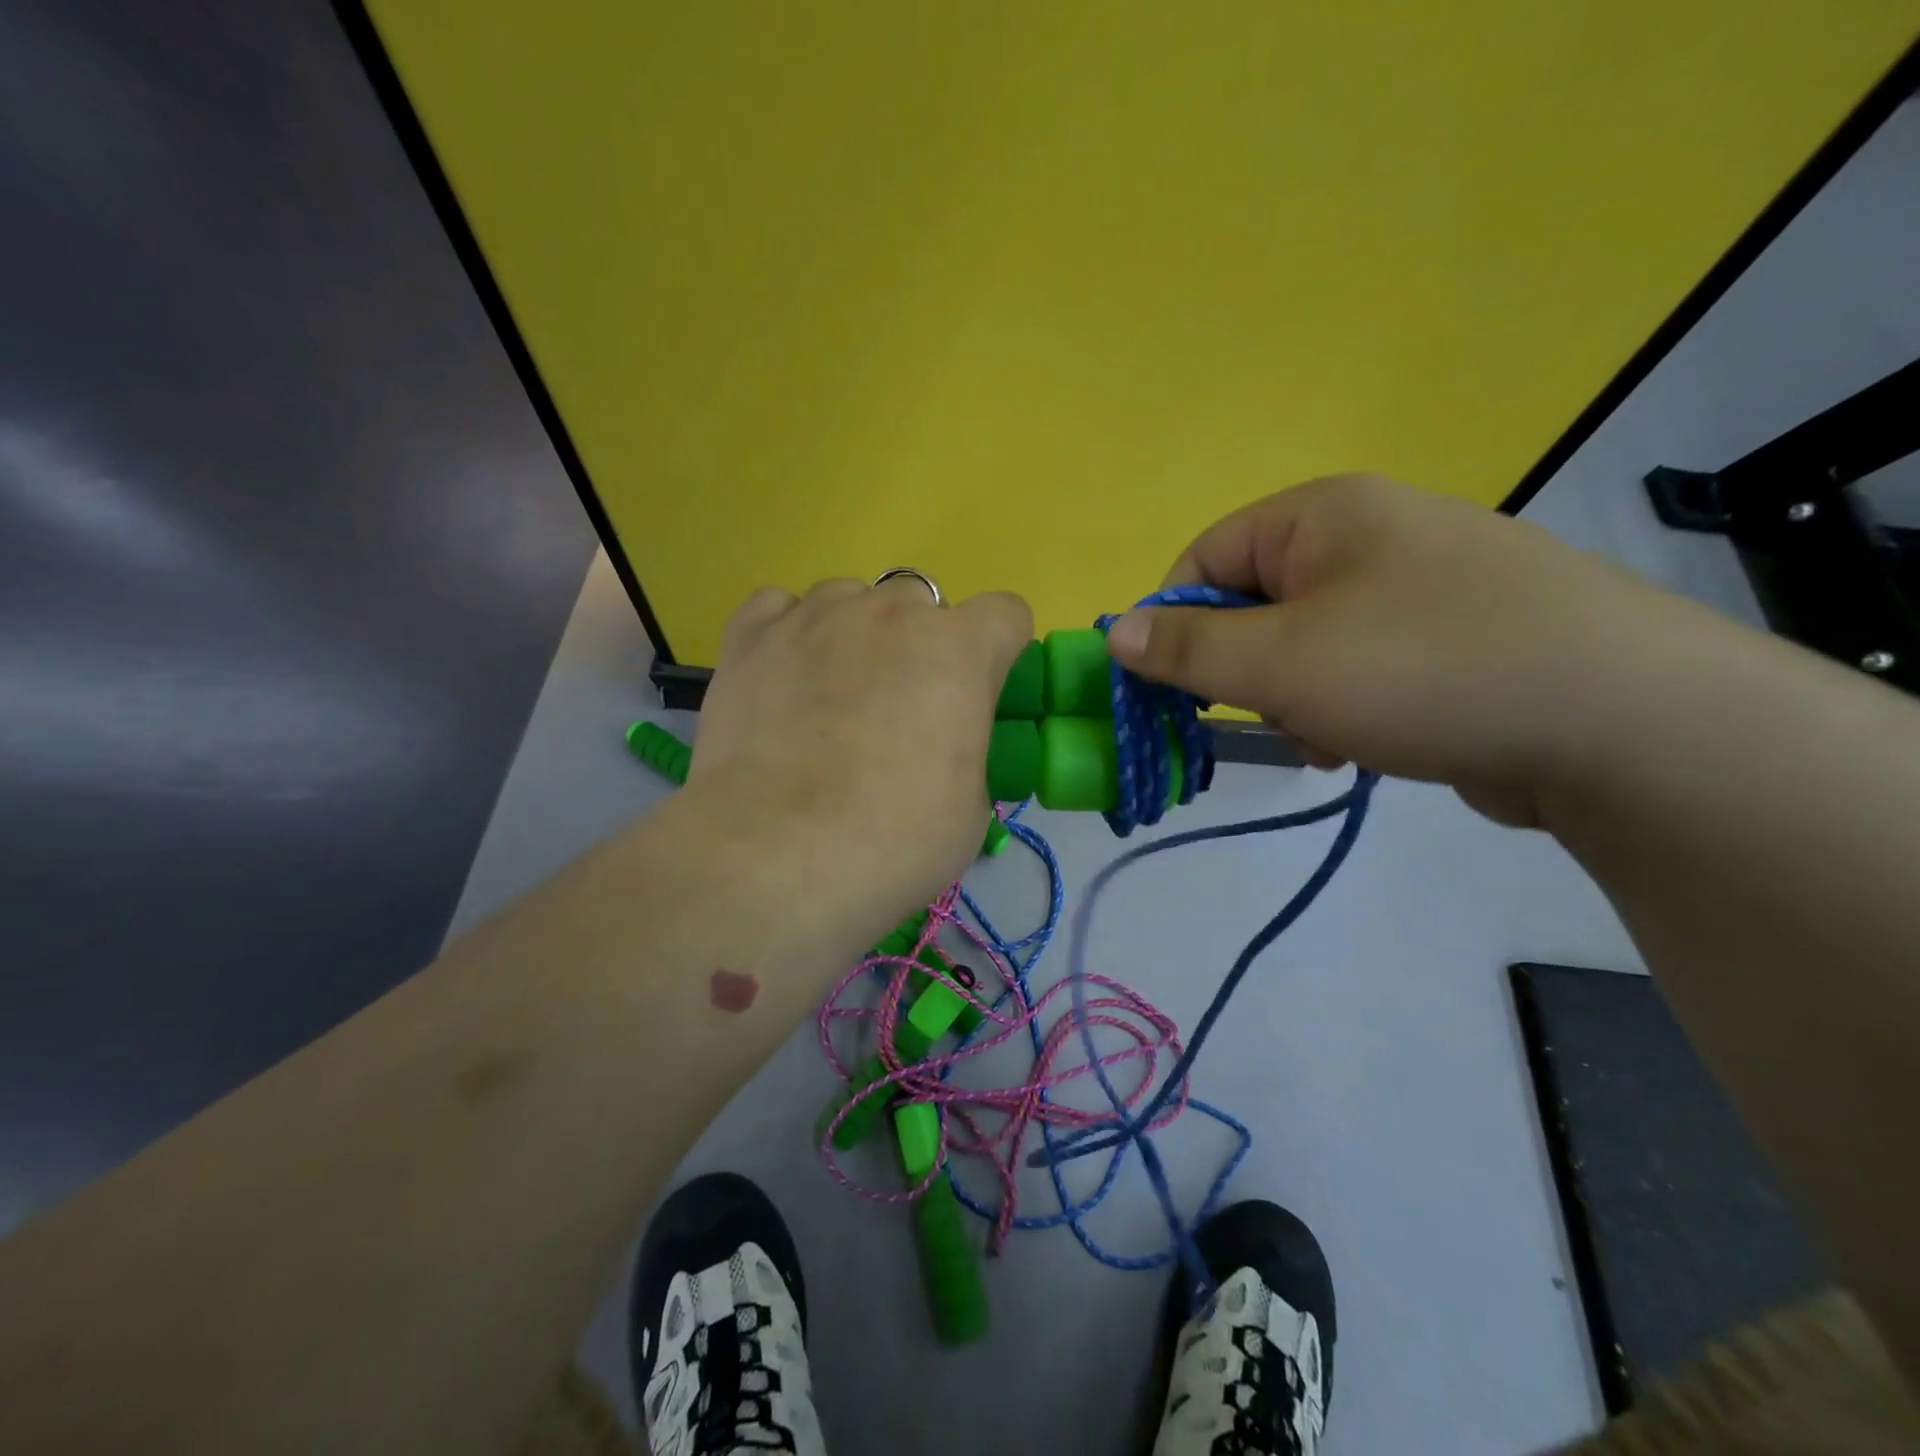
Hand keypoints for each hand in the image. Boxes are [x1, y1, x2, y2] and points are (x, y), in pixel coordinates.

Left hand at [686, 577, 1032, 952]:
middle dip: (920, 644)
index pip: (1005, 614)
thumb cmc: (893, 840)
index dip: (998, 652)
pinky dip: (790, 632)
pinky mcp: (752, 635)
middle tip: (900, 707)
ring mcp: (816, 616)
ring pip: (850, 598)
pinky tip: (783, 677)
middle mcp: (890, 612)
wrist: (777, 854)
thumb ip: (966, 750)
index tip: (979, 693)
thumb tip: (941, 748)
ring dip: (855, 634)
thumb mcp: (970, 808)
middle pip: (921, 603)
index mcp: (959, 650)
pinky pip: (781, 606)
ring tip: (831, 695)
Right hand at [1104, 474, 1732, 826]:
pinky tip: (1366, 744)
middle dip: (1244, 671)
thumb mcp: (1281, 661)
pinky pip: (1360, 667)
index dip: (1173, 621)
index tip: (1167, 686)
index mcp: (1324, 515)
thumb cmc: (1422, 670)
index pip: (1205, 557)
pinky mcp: (1454, 639)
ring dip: (1294, 697)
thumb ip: (1188, 649)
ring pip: (1306, 644)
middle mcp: (1371, 535)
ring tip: (1326, 736)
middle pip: (1256, 603)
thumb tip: (1114, 631)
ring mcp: (1419, 587)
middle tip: (1259, 715)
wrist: (1625, 722)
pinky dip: (1343, 707)